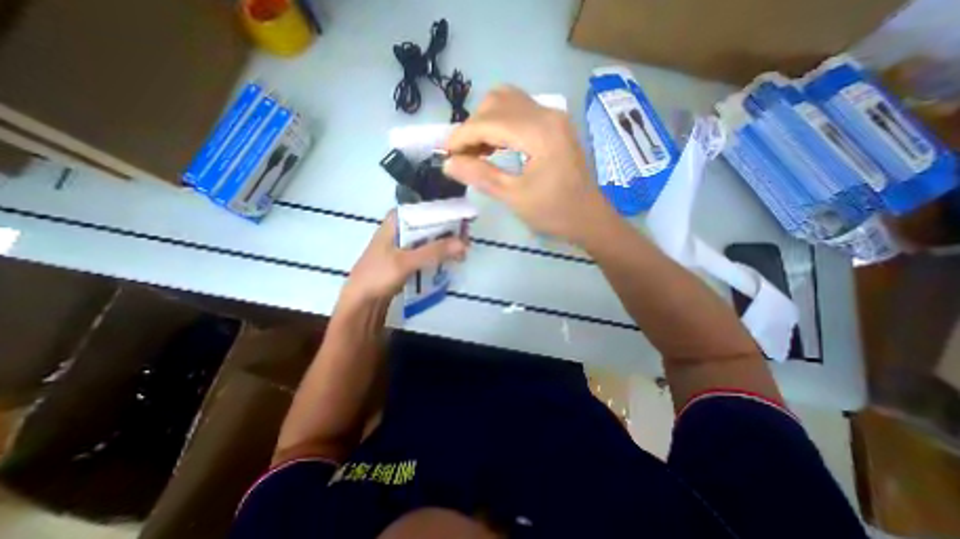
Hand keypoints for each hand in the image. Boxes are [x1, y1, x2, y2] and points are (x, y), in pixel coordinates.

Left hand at [341, 213, 468, 309]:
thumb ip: (434, 251)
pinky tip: (451, 260)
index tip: (466, 223)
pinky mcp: (407, 256)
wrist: (361, 301)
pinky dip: (439, 254)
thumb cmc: (378, 275)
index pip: (427, 210)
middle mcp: (401, 227)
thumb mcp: (406, 262)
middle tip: (467, 243)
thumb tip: (463, 243)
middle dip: (449, 232)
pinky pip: (427, 250)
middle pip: (431, 224)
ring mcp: (404, 242)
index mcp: (397, 220)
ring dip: (446, 245)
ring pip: (430, 238)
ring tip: (462, 254)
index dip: (448, 214)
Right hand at [440, 85, 609, 243]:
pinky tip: (493, 147)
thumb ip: (480, 176)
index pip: (489, 121)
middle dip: (472, 127)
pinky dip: (500, 125)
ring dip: (485, 123)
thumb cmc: (554, 213)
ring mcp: (553, 116)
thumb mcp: (514, 197)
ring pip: (507, 102)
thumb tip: (447, 164)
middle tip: (462, 156)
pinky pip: (519, 112)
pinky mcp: (554, 124)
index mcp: (539, 132)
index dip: (462, 136)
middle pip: (496, 102)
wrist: (589, 218)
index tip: (445, 155)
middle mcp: (547, 114)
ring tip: (476, 152)